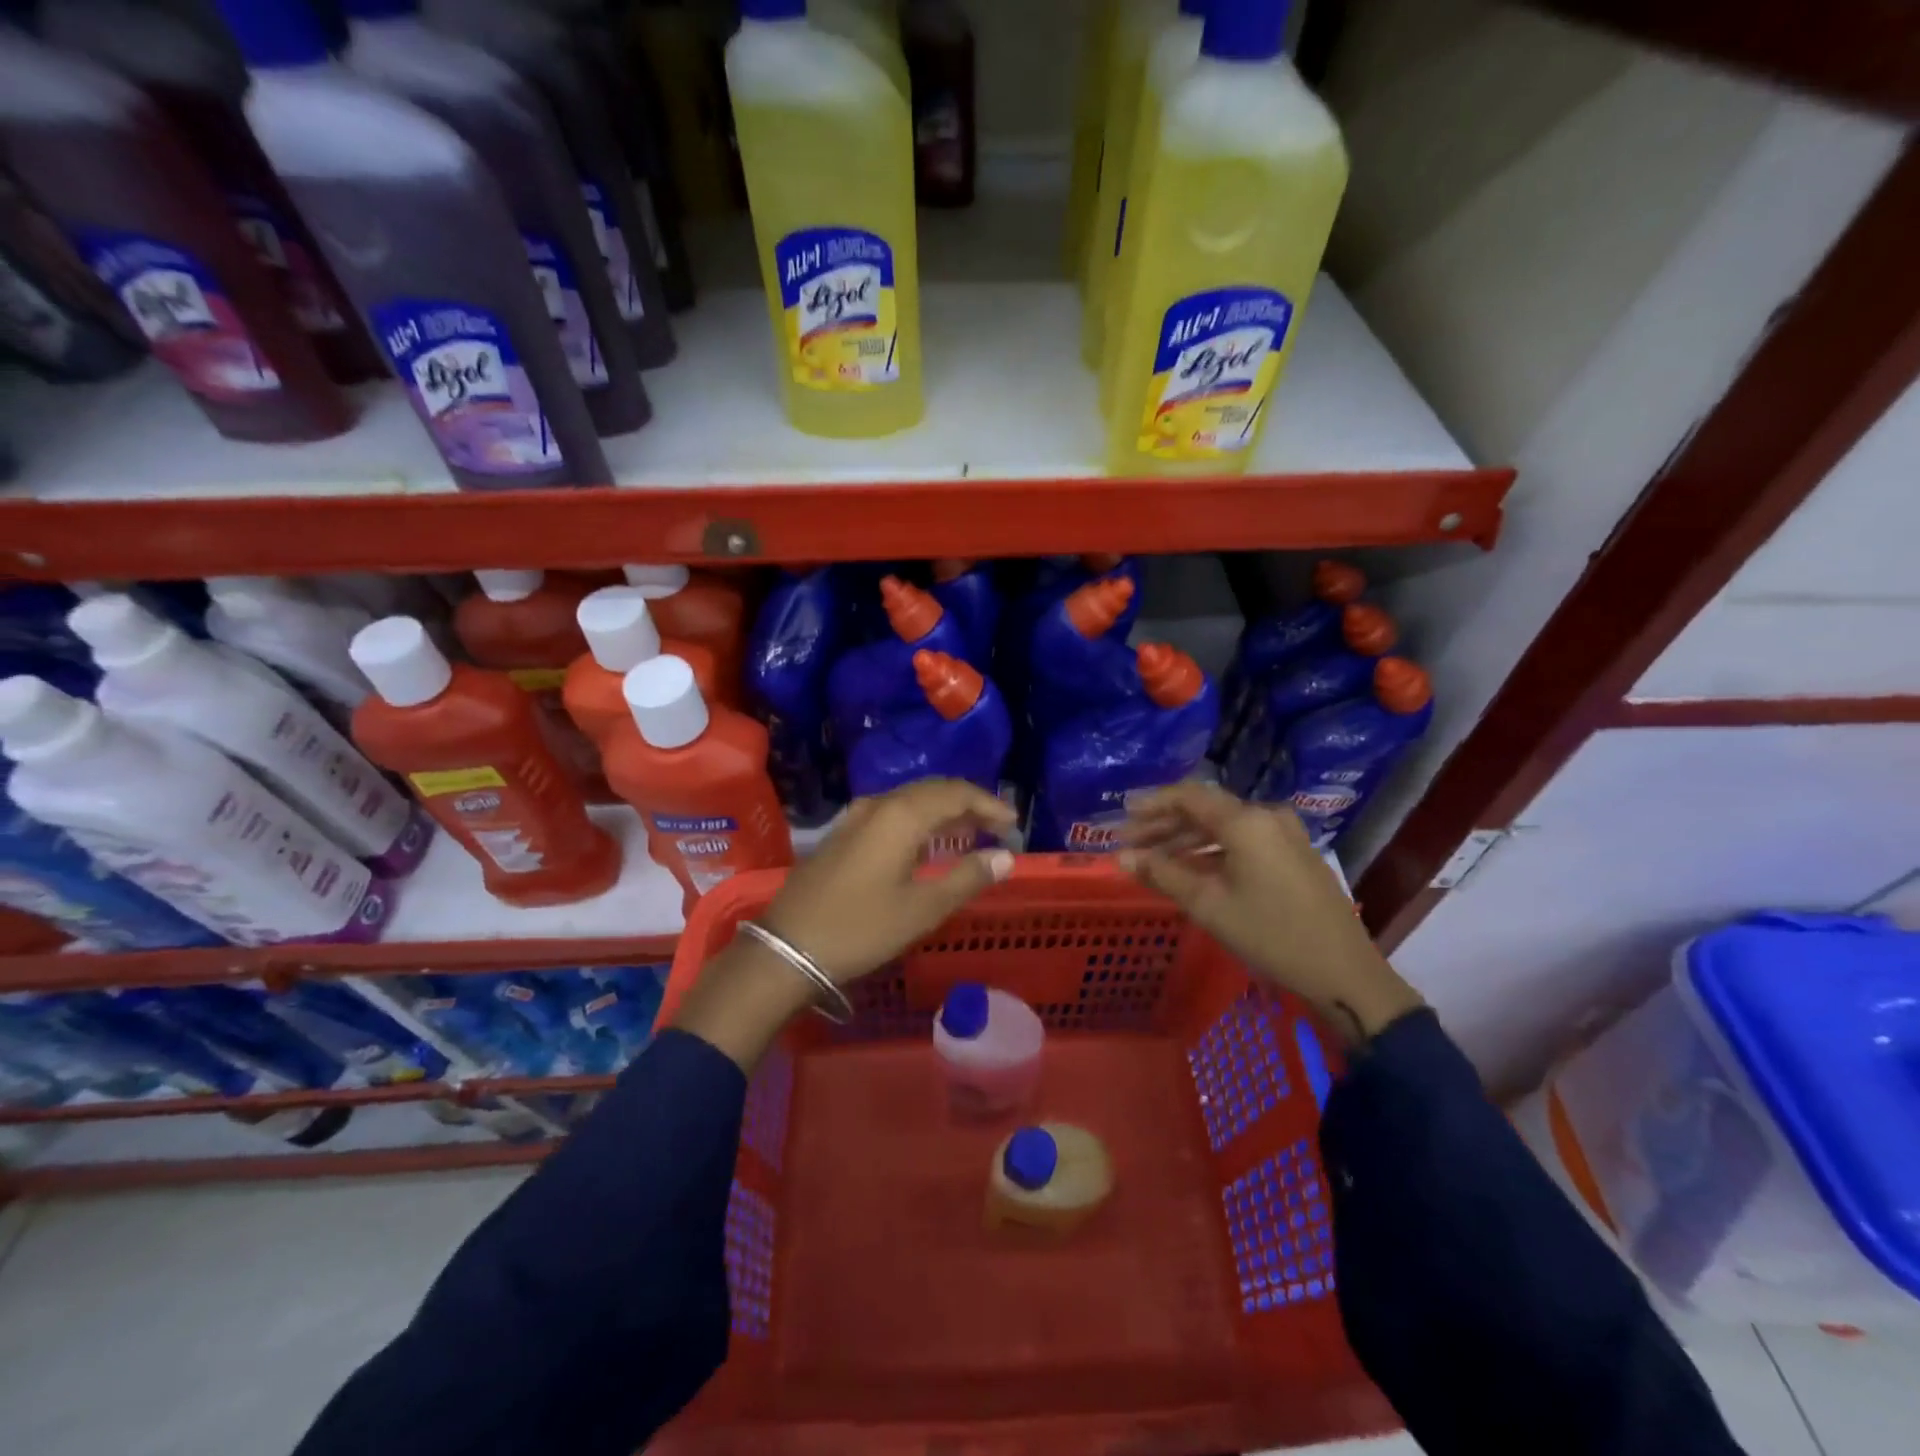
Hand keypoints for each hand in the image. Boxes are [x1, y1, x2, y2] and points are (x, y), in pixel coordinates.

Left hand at [672, 780, 1015, 1071]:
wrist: (788, 948)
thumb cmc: (861, 929)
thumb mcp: (922, 909)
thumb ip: (966, 878)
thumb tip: (1004, 857)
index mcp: (901, 815)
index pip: (955, 792)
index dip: (988, 804)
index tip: (1012, 824)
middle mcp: (878, 805)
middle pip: (932, 790)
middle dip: (967, 804)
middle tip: (995, 826)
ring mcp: (855, 817)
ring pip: (909, 801)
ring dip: (942, 811)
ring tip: (967, 833)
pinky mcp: (842, 834)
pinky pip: (891, 813)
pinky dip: (917, 821)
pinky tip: (925, 844)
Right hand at [1117, 782, 1422, 1044]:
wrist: (1344, 974)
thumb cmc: (1270, 935)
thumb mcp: (1209, 905)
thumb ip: (1162, 874)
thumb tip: (1121, 857)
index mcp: (1246, 822)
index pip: (1189, 796)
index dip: (1152, 804)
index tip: (1122, 816)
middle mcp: (1267, 817)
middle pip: (1206, 810)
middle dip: (1165, 825)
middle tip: (1130, 843)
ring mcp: (1285, 835)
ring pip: (1224, 827)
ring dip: (1187, 840)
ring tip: (1154, 859)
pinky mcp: (1294, 855)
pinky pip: (1243, 841)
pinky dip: (1212, 851)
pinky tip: (1192, 870)